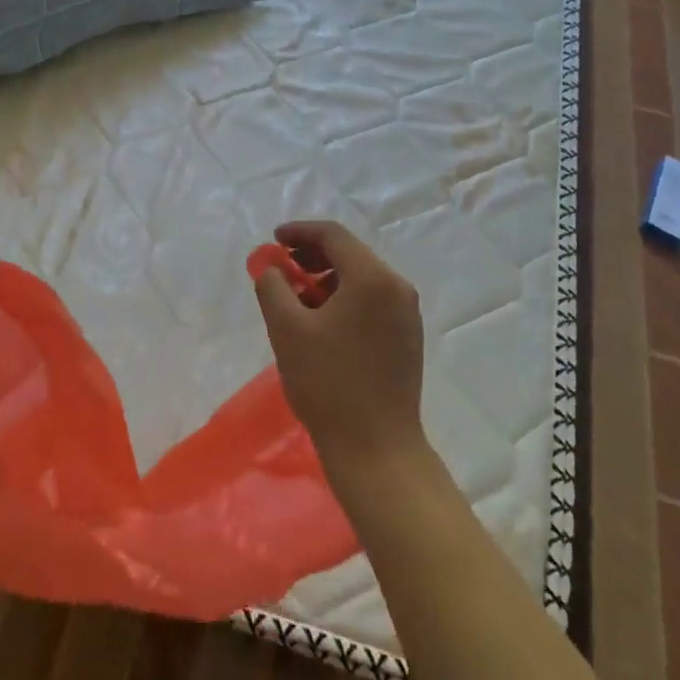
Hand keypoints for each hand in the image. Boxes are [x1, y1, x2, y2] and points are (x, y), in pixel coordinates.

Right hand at [252, 221, 425, 475]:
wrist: (376, 448)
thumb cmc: (328, 383)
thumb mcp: (287, 329)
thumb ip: (273, 286)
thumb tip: (271, 268)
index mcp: (372, 278)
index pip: (333, 235)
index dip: (299, 231)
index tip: (273, 240)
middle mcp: (397, 286)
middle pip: (350, 253)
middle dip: (312, 255)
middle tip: (282, 268)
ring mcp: (407, 313)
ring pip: (361, 277)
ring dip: (327, 277)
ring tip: (297, 298)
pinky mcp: (408, 336)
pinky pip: (372, 299)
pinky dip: (345, 297)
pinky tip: (322, 321)